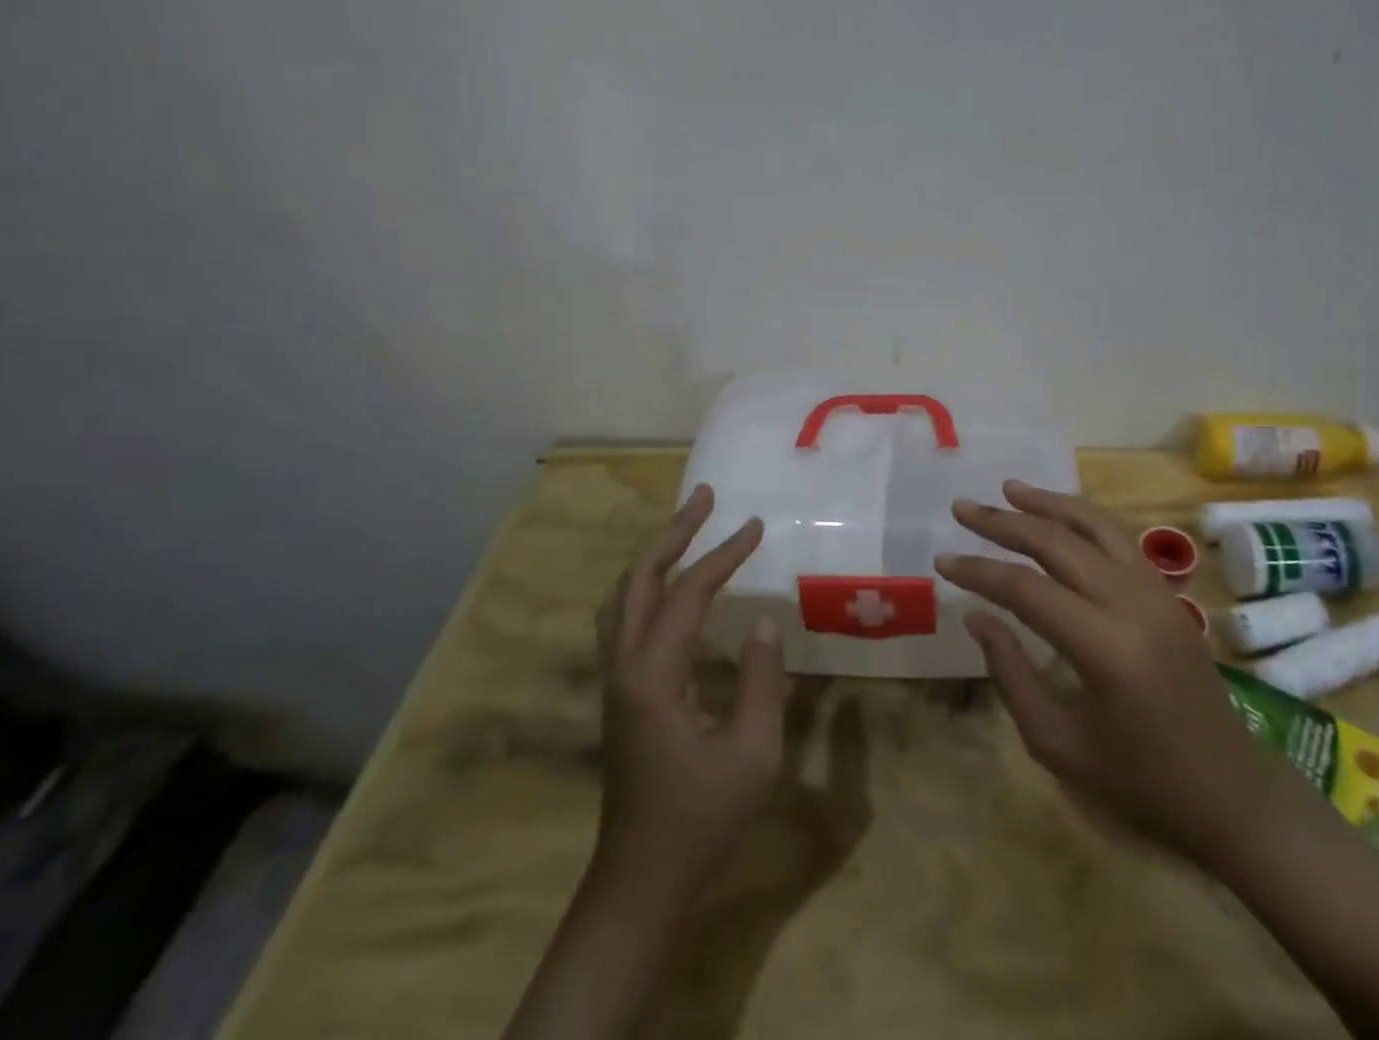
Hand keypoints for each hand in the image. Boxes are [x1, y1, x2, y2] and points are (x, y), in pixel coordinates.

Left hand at [591, 483, 787, 899]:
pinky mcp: (619, 693)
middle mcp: (624, 667)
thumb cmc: (701, 818)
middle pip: (638, 579)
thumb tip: (763, 621)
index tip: (756, 526)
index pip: (688, 594)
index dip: (723, 555)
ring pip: (623, 596)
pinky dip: (647, 583)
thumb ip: (761, 681)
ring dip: (654, 554)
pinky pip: (624, 618)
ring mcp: (615, 680)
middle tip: (706, 497)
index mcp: (654, 677)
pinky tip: (669, 585)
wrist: (642, 881)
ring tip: (688, 526)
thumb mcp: (752, 753)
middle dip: (673, 533)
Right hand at [935, 480, 1267, 861]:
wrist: (1229, 790)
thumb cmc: (1138, 782)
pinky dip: (1082, 517)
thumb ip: (1010, 673)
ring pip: (1094, 525)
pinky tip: (1057, 515)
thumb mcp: (1057, 743)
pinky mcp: (1167, 592)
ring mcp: (1155, 591)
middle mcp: (1131, 603)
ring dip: (1047, 503)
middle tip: (963, 507)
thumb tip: (976, 615)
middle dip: (1004, 522)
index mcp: (1104, 647)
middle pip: (1057, 542)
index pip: (1026, 589)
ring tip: (1008, 489)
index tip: (943, 558)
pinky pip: (1118, 538)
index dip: (979, 570)